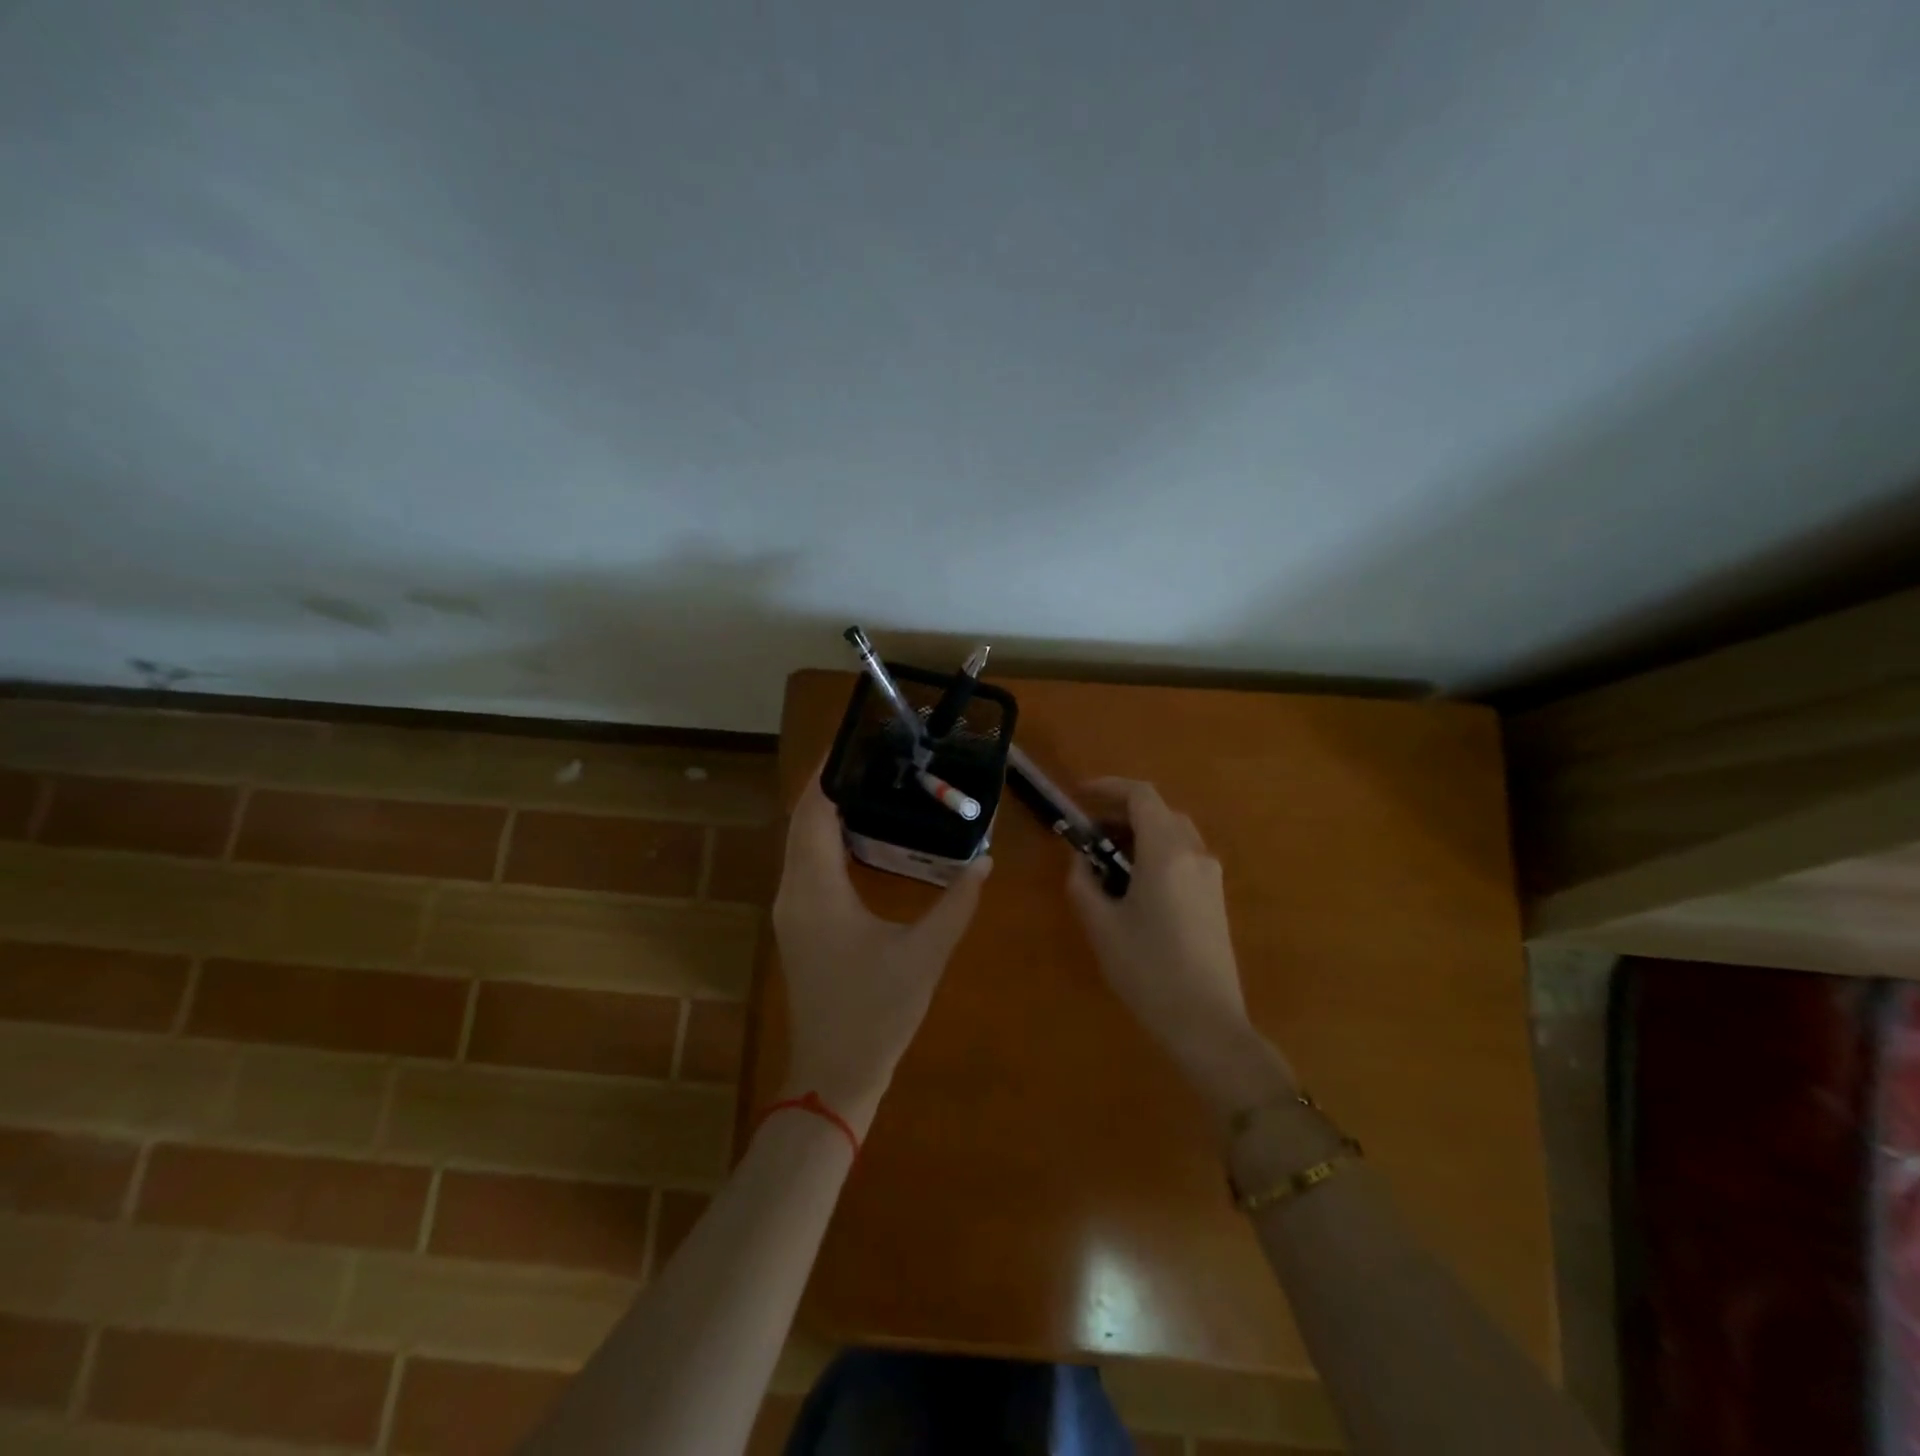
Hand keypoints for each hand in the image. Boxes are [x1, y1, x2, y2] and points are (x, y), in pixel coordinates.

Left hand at [771, 775, 990, 1136]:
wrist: (833, 1075)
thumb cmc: (877, 1013)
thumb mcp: (925, 955)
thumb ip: (957, 903)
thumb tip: (985, 860)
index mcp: (817, 890)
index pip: (813, 812)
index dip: (828, 773)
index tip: (853, 740)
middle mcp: (794, 891)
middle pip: (802, 821)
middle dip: (831, 786)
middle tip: (875, 757)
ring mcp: (791, 910)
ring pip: (800, 843)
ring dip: (827, 812)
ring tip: (874, 786)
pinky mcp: (798, 924)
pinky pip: (806, 865)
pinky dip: (827, 841)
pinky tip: (864, 837)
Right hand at [1066, 779, 1295, 1123]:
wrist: (1206, 1022)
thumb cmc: (1147, 969)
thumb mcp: (1101, 924)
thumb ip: (1083, 881)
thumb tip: (1081, 858)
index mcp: (1166, 851)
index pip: (1141, 795)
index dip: (1108, 787)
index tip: (1079, 795)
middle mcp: (1194, 853)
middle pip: (1159, 810)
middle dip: (1121, 811)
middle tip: (1088, 831)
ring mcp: (1210, 875)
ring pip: (1173, 832)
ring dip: (1140, 832)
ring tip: (1107, 856)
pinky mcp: (1215, 897)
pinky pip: (1183, 855)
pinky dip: (1156, 851)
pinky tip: (1134, 882)